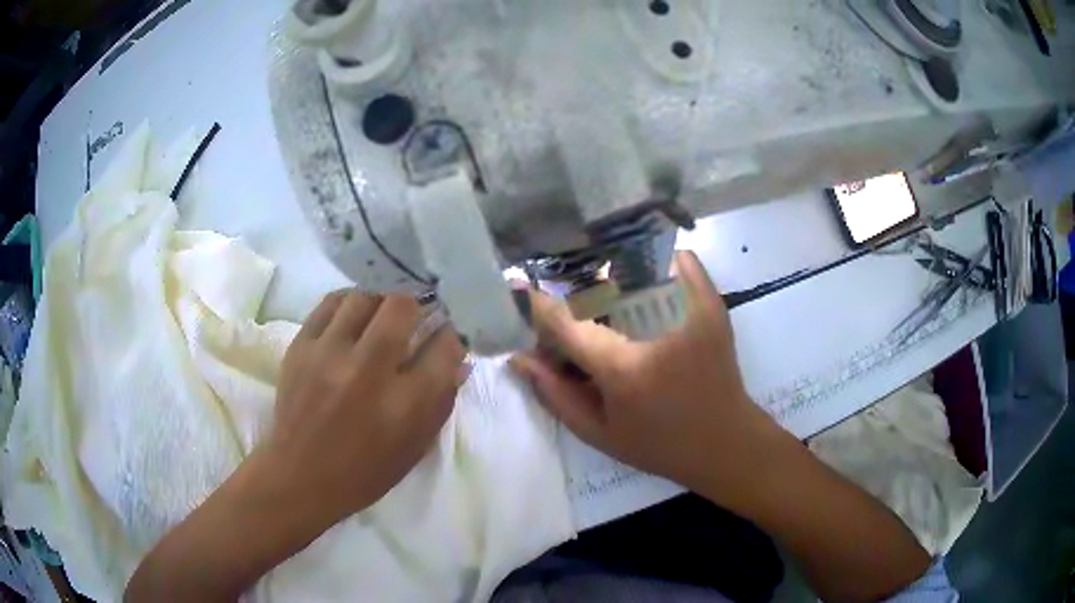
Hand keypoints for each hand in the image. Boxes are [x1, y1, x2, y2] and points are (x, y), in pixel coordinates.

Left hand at [266, 291, 465, 528]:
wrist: (300, 476)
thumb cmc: (366, 471)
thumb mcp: (416, 446)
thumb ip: (441, 400)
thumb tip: (458, 357)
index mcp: (404, 405)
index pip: (444, 345)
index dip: (452, 332)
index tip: (448, 331)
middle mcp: (367, 372)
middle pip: (402, 306)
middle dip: (418, 304)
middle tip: (416, 315)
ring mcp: (329, 354)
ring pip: (365, 295)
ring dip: (382, 300)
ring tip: (383, 313)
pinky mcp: (301, 346)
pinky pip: (331, 302)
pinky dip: (350, 302)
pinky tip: (355, 313)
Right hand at [510, 251, 783, 512]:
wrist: (725, 441)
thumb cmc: (659, 445)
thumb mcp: (598, 433)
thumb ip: (555, 395)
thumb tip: (520, 357)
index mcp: (624, 367)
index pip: (566, 319)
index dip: (538, 304)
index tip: (520, 292)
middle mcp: (656, 328)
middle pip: (597, 284)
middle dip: (572, 293)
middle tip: (569, 313)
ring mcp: (688, 309)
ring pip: (637, 262)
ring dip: (612, 273)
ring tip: (606, 298)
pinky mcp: (710, 302)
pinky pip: (677, 260)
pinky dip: (655, 263)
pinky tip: (644, 285)